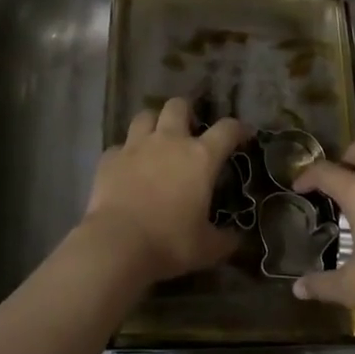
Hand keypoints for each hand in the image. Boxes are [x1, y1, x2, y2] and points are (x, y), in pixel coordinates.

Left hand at [80, 98, 246, 284]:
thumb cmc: (170, 243)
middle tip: (189, 129)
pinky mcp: (109, 158)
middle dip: (186, 112)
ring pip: (145, 116)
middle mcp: (169, 141)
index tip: (244, 134)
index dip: (239, 128)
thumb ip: (225, 239)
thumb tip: (236, 238)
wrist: (118, 244)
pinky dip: (125, 154)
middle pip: (178, 106)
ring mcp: (136, 146)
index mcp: (200, 157)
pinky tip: (127, 168)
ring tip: (156, 140)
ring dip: (153, 124)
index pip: (227, 129)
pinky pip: (119, 146)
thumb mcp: (207, 248)